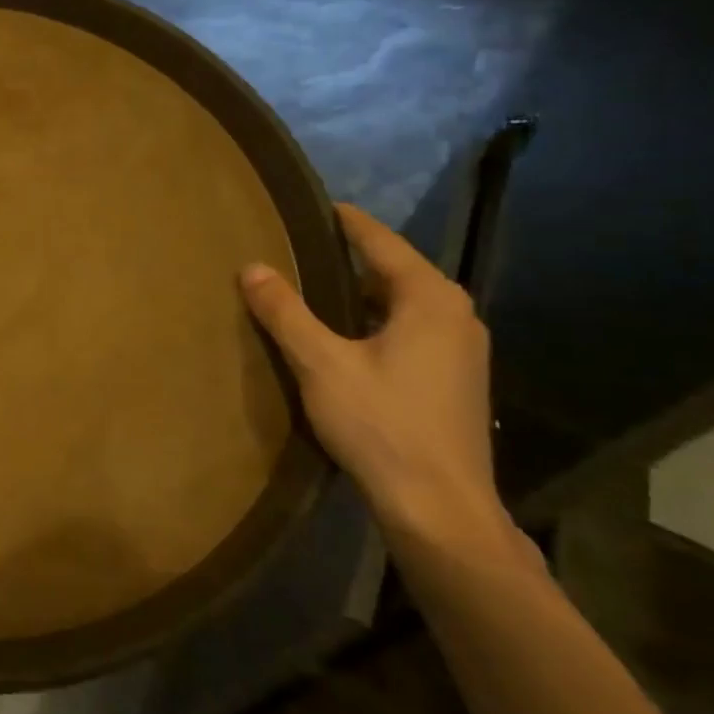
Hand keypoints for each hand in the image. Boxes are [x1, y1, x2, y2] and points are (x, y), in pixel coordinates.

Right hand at [239, 204, 511, 554]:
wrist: (440, 509)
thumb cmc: (382, 425)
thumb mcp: (321, 363)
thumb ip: (285, 312)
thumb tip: (252, 267)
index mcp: (430, 299)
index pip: (381, 241)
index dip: (345, 221)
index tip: (314, 204)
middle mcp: (455, 315)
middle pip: (394, 271)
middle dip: (348, 258)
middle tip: (298, 248)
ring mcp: (461, 350)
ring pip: (401, 304)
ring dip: (359, 294)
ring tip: (310, 288)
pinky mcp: (455, 380)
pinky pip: (409, 330)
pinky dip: (373, 322)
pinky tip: (342, 338)